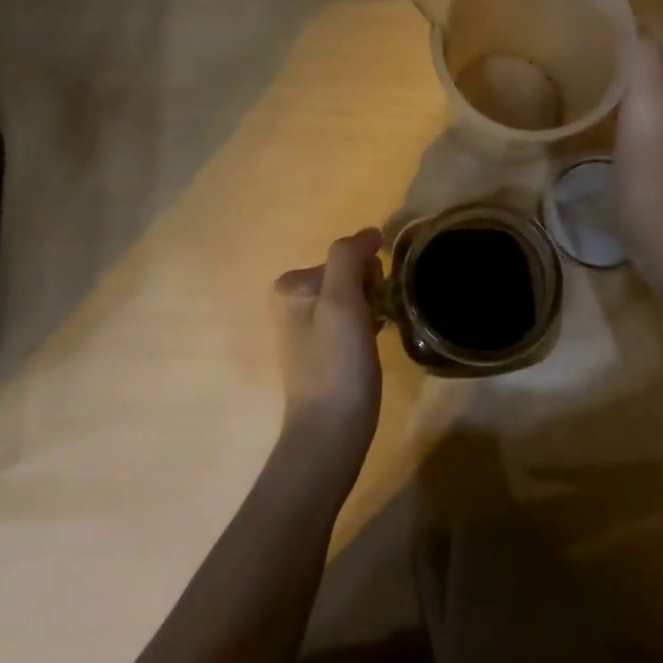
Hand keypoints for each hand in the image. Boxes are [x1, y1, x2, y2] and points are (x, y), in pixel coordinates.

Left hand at [273, 229, 384, 461]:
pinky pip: (353, 319)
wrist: (331, 430)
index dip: (369, 276)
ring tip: (369, 341)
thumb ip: (349, 257)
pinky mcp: (321, 349)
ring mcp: (306, 326)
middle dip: (369, 293)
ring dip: (371, 311)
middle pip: (351, 274)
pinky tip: (367, 350)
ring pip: (356, 297)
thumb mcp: (342, 301)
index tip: (371, 306)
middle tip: (369, 326)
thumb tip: (369, 233)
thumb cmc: (338, 363)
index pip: (348, 256)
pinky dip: (367, 327)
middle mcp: (292, 300)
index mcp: (291, 284)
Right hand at [614, 36, 662, 287]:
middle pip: (661, 81)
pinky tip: (620, 145)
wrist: (662, 236)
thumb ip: (642, 61)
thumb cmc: (654, 169)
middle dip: (632, 90)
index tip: (607, 87)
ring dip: (630, 110)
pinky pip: (654, 129)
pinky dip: (635, 131)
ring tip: (609, 124)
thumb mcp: (645, 106)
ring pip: (654, 106)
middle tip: (605, 106)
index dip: (633, 71)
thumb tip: (635, 29)